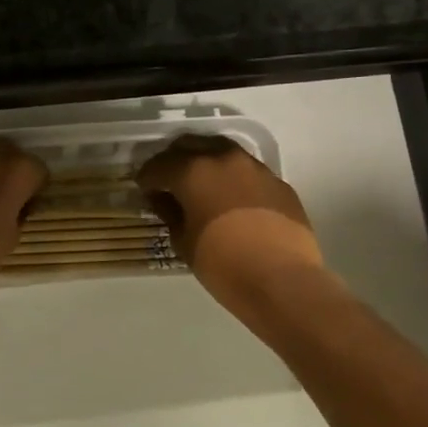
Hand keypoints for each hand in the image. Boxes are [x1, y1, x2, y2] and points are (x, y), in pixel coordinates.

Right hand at [137, 135, 323, 311]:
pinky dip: (232, 179)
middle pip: (190, 145)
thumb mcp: (184, 243)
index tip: (144, 190)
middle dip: (174, 160)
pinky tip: (231, 200)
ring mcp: (255, 167)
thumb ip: (171, 214)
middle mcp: (223, 158)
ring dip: (206, 163)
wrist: (283, 281)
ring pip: (222, 152)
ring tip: (200, 185)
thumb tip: (165, 201)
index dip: (147, 178)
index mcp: (193, 171)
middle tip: (168, 181)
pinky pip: (247, 171)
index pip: (159, 166)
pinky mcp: (277, 182)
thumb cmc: (223, 264)